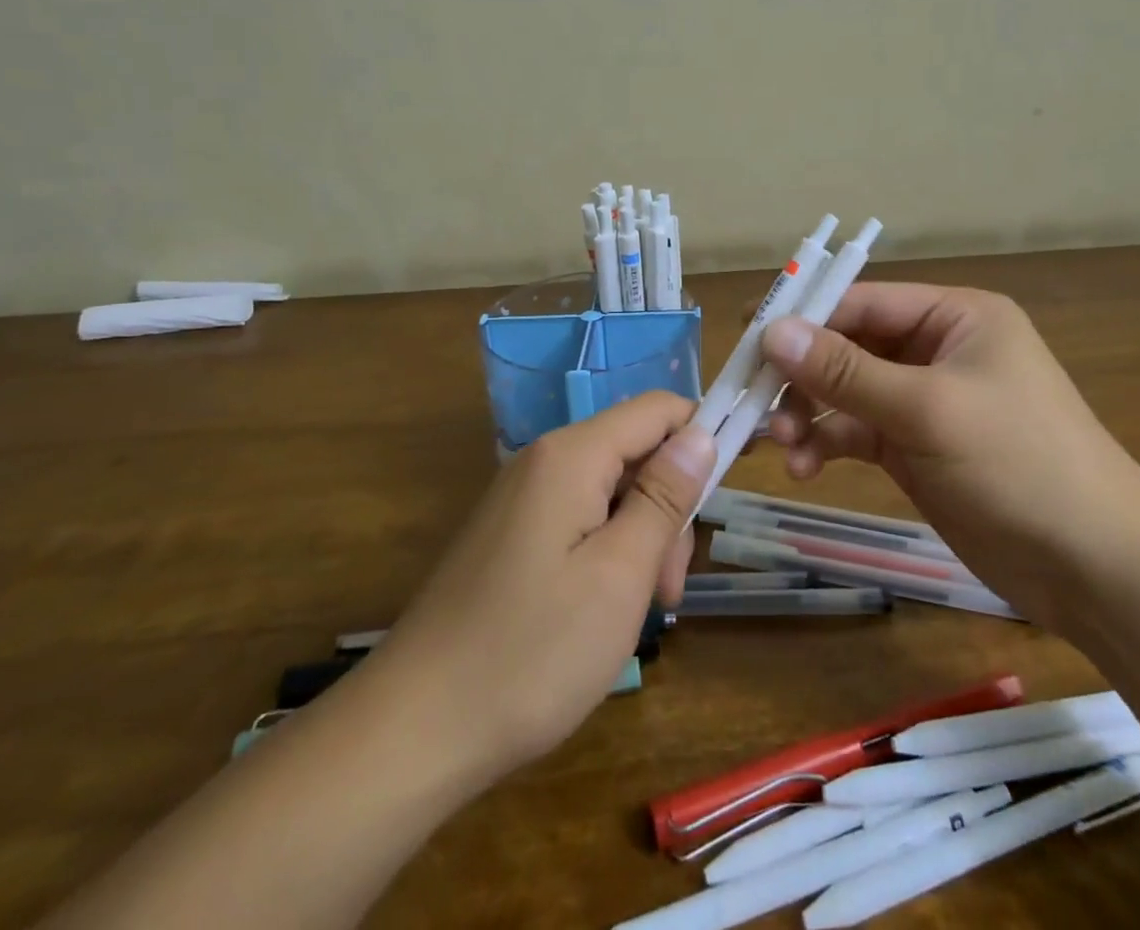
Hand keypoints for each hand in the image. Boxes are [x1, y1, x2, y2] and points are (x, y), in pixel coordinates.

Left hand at [364, 392, 714, 785]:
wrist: (413, 730)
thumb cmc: (532, 652)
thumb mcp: (619, 574)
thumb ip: (664, 497)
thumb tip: (701, 434)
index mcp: (571, 455)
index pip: (658, 409)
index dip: (702, 436)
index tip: (726, 496)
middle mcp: (543, 460)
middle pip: (634, 452)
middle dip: (667, 508)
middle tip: (669, 588)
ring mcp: (522, 498)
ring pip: (610, 491)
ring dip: (640, 538)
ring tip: (637, 612)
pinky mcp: (510, 534)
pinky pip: (579, 518)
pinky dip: (606, 553)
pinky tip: (600, 610)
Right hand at [760, 284, 1139, 627]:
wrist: (1097, 568)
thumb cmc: (1019, 464)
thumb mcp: (928, 410)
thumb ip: (846, 372)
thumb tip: (772, 331)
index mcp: (954, 317)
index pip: (862, 301)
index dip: (804, 315)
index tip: (746, 335)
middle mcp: (937, 349)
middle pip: (849, 346)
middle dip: (802, 374)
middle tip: (752, 397)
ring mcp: (925, 401)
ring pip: (846, 392)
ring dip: (808, 413)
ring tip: (778, 442)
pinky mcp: (916, 447)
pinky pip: (856, 432)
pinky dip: (827, 443)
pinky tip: (804, 468)